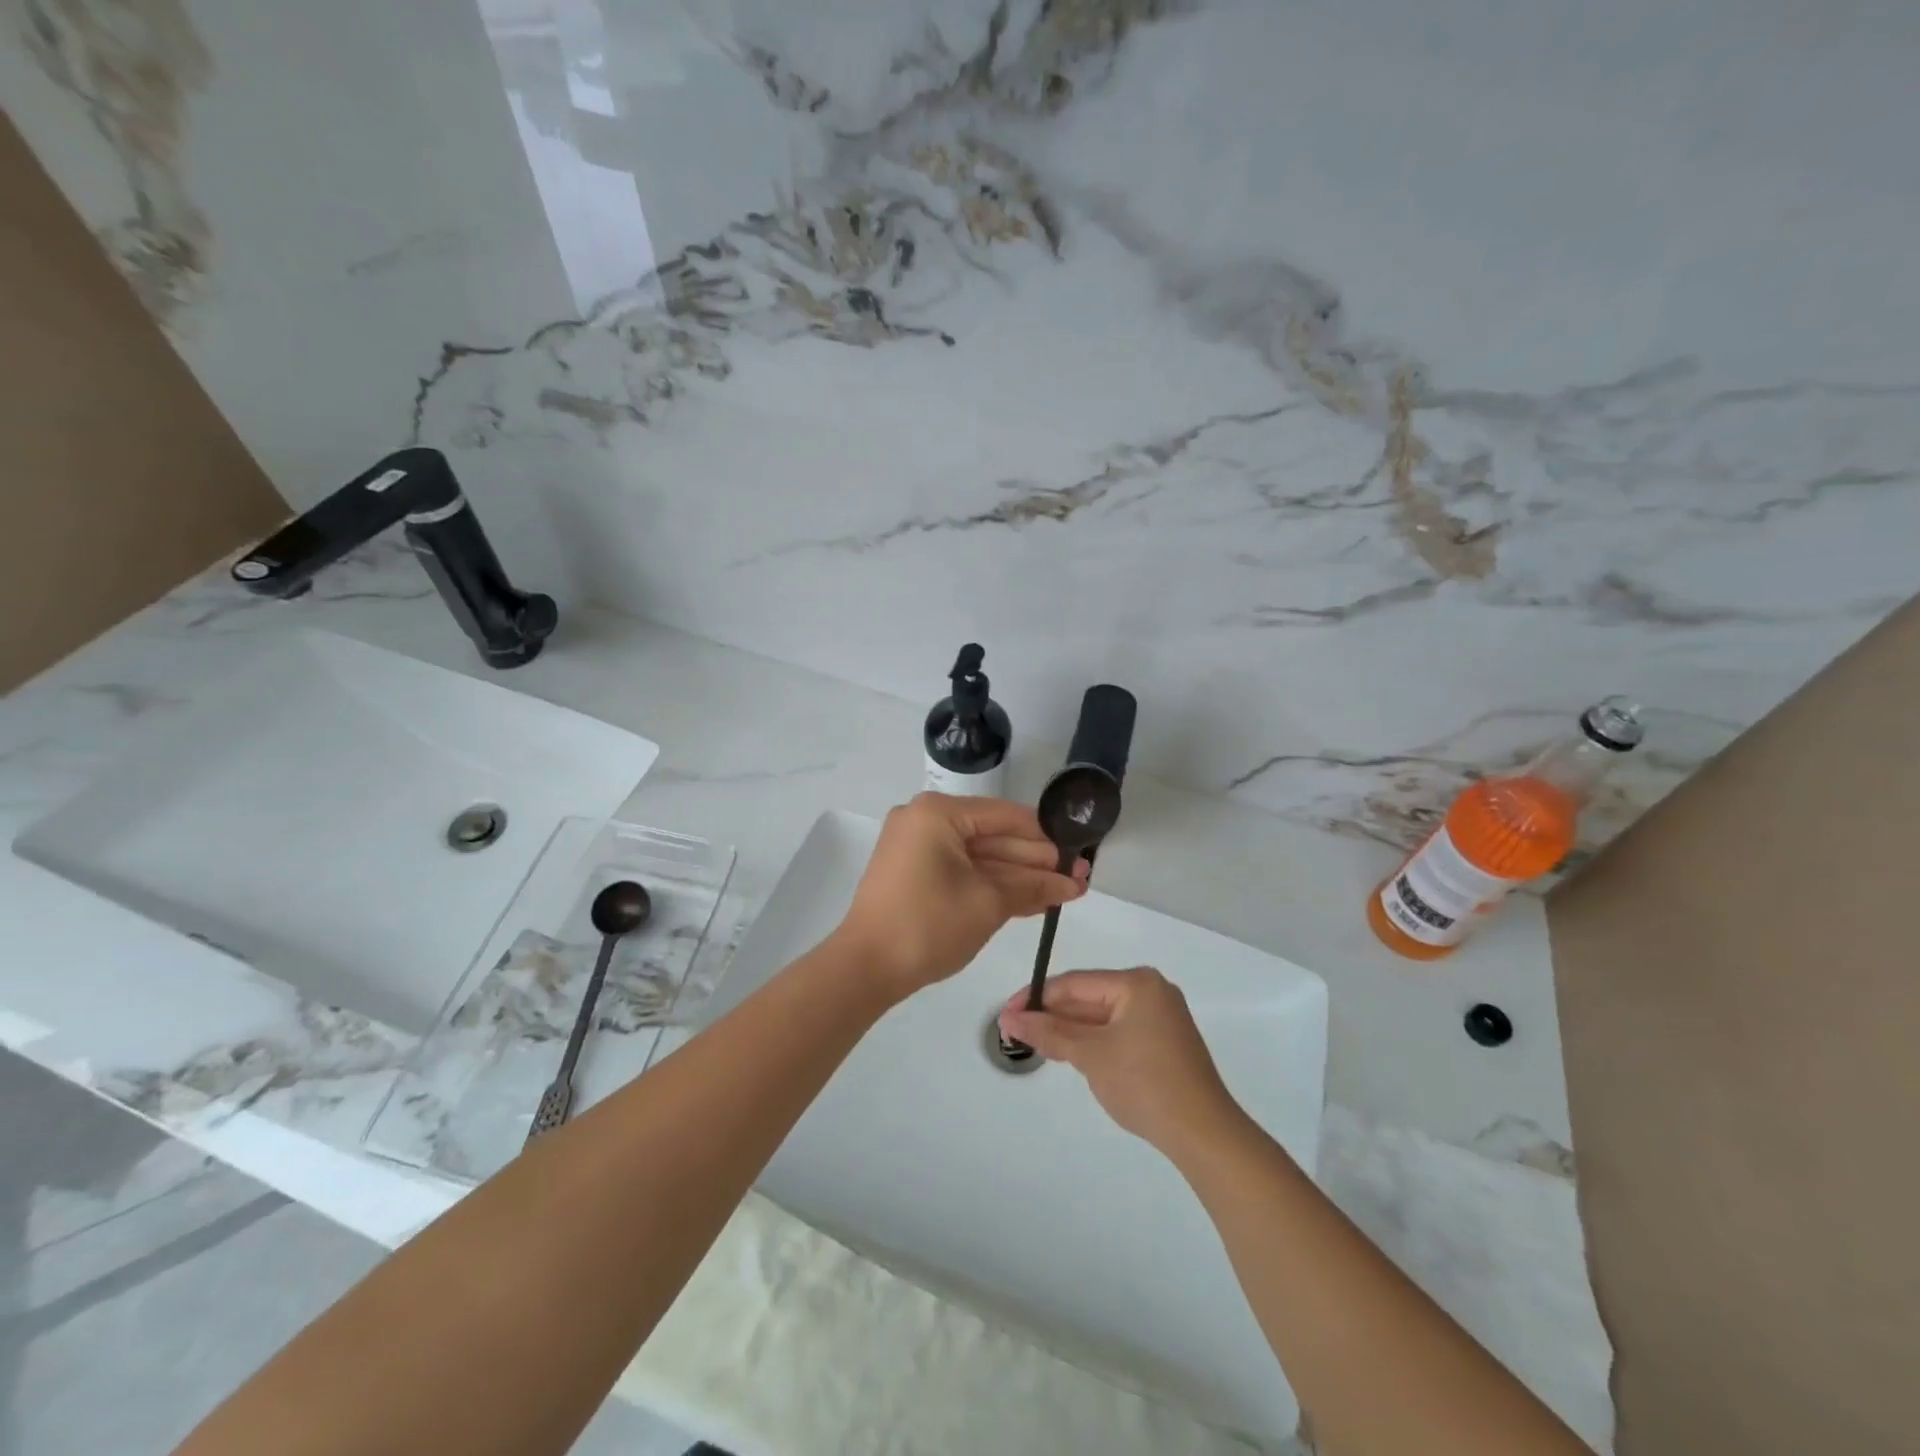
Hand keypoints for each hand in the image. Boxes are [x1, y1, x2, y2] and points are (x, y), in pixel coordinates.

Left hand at [834, 793, 1085, 998]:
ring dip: (1017, 876)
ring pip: (978, 857)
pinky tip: (1029, 899)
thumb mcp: (988, 904)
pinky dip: (990, 884)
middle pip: (992, 836)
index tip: (1079, 853)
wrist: (865, 968)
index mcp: (938, 813)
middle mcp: (924, 820)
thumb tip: (1073, 883)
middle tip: (1078, 878)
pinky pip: (960, 870)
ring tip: (1064, 892)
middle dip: (1035, 861)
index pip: (1004, 816)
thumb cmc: (929, 924)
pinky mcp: (912, 872)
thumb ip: (1033, 887)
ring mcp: (915, 846)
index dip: (1045, 837)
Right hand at [997, 968, 1242, 1156]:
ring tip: (1036, 1045)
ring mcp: (1160, 1018)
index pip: (1075, 982)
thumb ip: (1049, 1032)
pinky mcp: (1164, 1043)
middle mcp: (1151, 991)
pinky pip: (1118, 1032)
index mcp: (1137, 983)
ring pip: (1102, 1017)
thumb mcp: (1090, 1055)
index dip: (1036, 997)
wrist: (1203, 1134)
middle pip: (1089, 997)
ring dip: (1070, 1030)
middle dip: (1052, 1015)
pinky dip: (1093, 1042)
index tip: (1006, 1015)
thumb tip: (1010, 1018)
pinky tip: (1070, 1054)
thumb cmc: (1144, 1084)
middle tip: (1015, 1032)